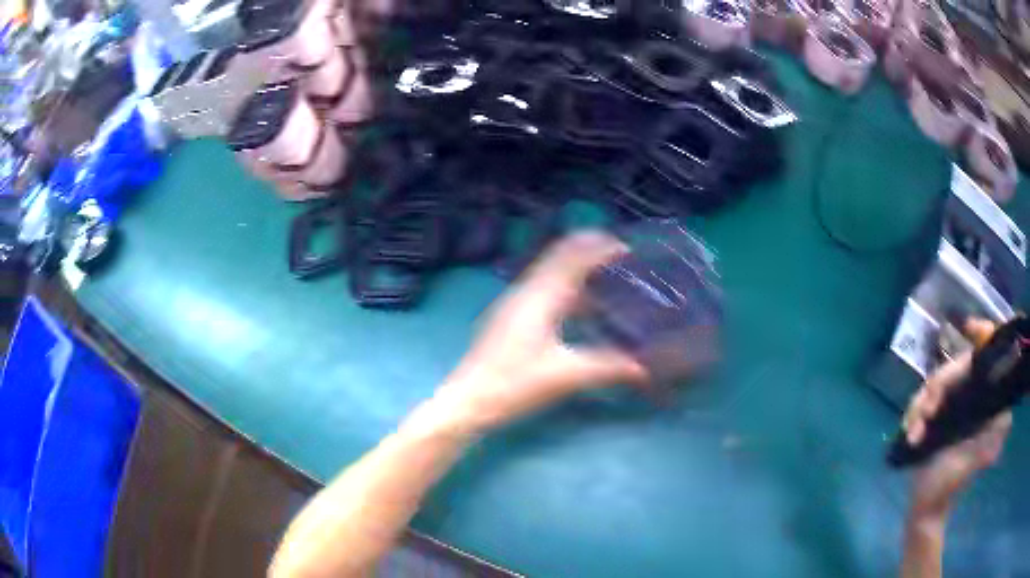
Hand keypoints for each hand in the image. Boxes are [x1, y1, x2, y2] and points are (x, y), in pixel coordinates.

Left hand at [433, 231, 648, 433]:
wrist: (468, 399)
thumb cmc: (515, 384)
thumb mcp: (565, 376)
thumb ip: (607, 367)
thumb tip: (643, 367)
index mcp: (541, 296)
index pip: (573, 257)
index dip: (600, 247)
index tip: (629, 249)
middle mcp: (526, 290)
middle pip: (560, 256)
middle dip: (590, 250)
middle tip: (622, 257)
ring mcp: (515, 302)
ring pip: (551, 272)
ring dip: (578, 268)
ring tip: (609, 278)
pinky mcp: (510, 316)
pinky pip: (544, 288)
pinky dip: (567, 287)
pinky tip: (582, 309)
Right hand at [902, 350, 1012, 523]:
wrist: (925, 507)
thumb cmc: (952, 484)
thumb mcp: (976, 460)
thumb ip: (994, 437)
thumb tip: (1007, 413)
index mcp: (981, 402)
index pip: (983, 358)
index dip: (981, 334)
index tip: (968, 327)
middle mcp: (967, 397)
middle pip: (952, 369)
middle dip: (938, 386)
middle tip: (925, 413)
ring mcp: (948, 407)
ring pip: (933, 384)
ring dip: (920, 405)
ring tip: (913, 432)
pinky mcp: (932, 417)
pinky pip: (920, 402)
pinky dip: (912, 414)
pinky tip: (908, 433)